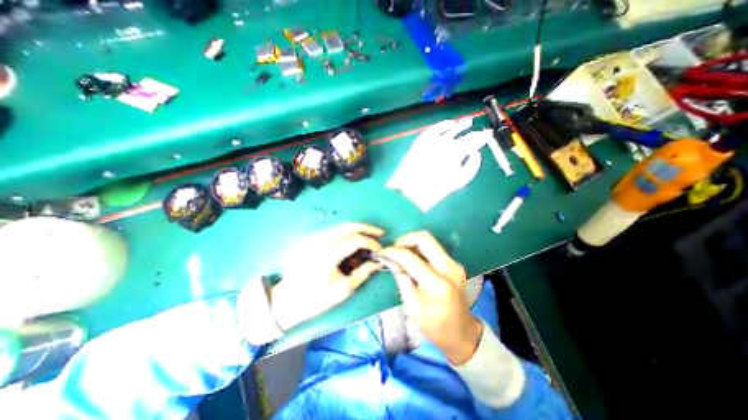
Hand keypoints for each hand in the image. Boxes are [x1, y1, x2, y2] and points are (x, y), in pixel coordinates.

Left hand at [271, 223, 385, 330]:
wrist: (286, 301)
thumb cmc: (315, 299)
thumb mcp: (343, 289)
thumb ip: (363, 272)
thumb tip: (378, 262)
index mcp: (327, 254)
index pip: (356, 240)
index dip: (371, 243)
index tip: (380, 251)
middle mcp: (319, 240)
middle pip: (348, 226)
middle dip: (367, 228)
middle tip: (380, 233)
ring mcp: (313, 237)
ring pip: (341, 226)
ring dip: (357, 229)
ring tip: (370, 236)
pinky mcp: (310, 239)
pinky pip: (333, 231)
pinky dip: (347, 233)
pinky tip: (354, 240)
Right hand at [381, 231, 485, 364]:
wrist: (462, 333)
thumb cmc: (434, 326)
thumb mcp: (412, 307)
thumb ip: (401, 279)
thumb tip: (390, 260)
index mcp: (437, 284)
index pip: (410, 258)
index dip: (393, 252)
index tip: (382, 252)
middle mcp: (449, 268)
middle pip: (425, 238)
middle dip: (405, 239)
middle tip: (394, 249)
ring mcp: (455, 264)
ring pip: (430, 240)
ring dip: (412, 243)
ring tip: (401, 254)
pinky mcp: (455, 263)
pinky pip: (434, 248)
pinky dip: (420, 249)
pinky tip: (413, 259)